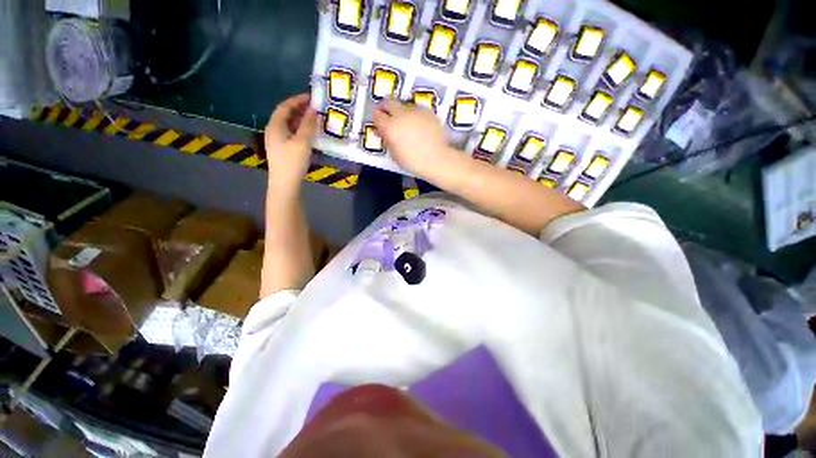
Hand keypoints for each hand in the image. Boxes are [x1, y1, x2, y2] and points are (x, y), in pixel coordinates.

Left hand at [264, 93, 317, 193]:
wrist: (285, 185)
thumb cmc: (292, 162)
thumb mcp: (302, 142)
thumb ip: (308, 125)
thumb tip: (314, 110)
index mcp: (275, 126)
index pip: (285, 107)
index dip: (297, 100)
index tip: (311, 97)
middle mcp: (274, 131)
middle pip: (286, 115)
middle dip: (300, 110)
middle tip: (315, 108)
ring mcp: (277, 142)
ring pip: (289, 126)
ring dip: (301, 121)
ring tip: (315, 120)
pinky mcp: (283, 151)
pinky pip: (292, 135)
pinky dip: (301, 131)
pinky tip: (310, 135)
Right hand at [372, 99, 457, 179]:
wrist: (436, 159)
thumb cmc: (413, 162)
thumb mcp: (394, 154)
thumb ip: (387, 140)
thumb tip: (383, 132)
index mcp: (390, 127)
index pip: (377, 115)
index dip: (376, 120)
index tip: (378, 124)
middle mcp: (401, 114)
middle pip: (388, 102)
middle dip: (385, 108)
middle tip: (387, 116)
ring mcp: (416, 111)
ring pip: (404, 105)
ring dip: (401, 112)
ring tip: (406, 123)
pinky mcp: (428, 112)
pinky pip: (417, 110)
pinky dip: (415, 115)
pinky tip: (419, 126)